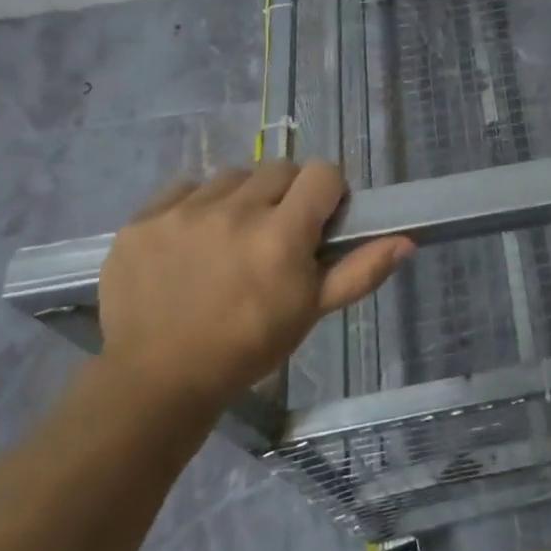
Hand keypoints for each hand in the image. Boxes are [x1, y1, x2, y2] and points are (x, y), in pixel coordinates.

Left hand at [97, 161, 413, 419]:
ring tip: (230, 238)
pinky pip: (184, 188)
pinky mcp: (143, 219)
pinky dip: (195, 206)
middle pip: (279, 169)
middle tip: (275, 234)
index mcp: (281, 235)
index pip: (323, 172)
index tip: (319, 220)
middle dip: (286, 195)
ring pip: (232, 176)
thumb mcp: (311, 312)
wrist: (155, 381)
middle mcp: (235, 211)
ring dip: (241, 198)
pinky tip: (191, 242)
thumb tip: (407, 240)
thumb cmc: (247, 347)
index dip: (328, 192)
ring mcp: (184, 212)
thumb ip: (360, 271)